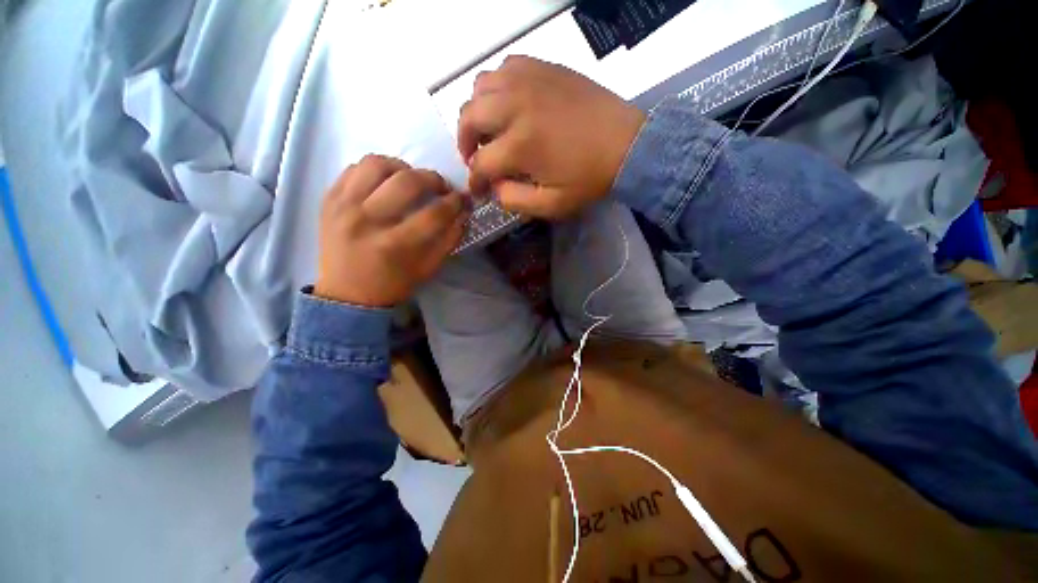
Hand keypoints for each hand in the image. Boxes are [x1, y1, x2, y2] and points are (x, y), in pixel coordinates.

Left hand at [314, 155, 468, 306]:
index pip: (433, 213)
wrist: (347, 295)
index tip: (462, 200)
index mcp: (393, 245)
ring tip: (411, 179)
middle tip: (441, 187)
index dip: (454, 203)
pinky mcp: (329, 199)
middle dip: (433, 179)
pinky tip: (386, 183)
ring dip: (402, 167)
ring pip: (376, 164)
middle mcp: (366, 220)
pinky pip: (354, 168)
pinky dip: (376, 170)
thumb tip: (463, 213)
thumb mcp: (428, 268)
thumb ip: (449, 239)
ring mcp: (342, 206)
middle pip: (406, 181)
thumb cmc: (393, 285)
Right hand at [458, 56, 644, 218]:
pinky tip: (508, 103)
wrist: (627, 145)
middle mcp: (516, 107)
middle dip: (464, 143)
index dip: (475, 181)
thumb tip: (494, 187)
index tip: (479, 189)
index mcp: (520, 146)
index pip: (480, 164)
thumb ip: (514, 200)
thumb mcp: (551, 205)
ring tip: (489, 130)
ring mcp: (529, 81)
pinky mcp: (543, 68)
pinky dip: (497, 86)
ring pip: (480, 86)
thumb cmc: (590, 179)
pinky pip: (505, 67)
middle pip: (468, 117)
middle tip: (475, 158)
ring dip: (477, 111)